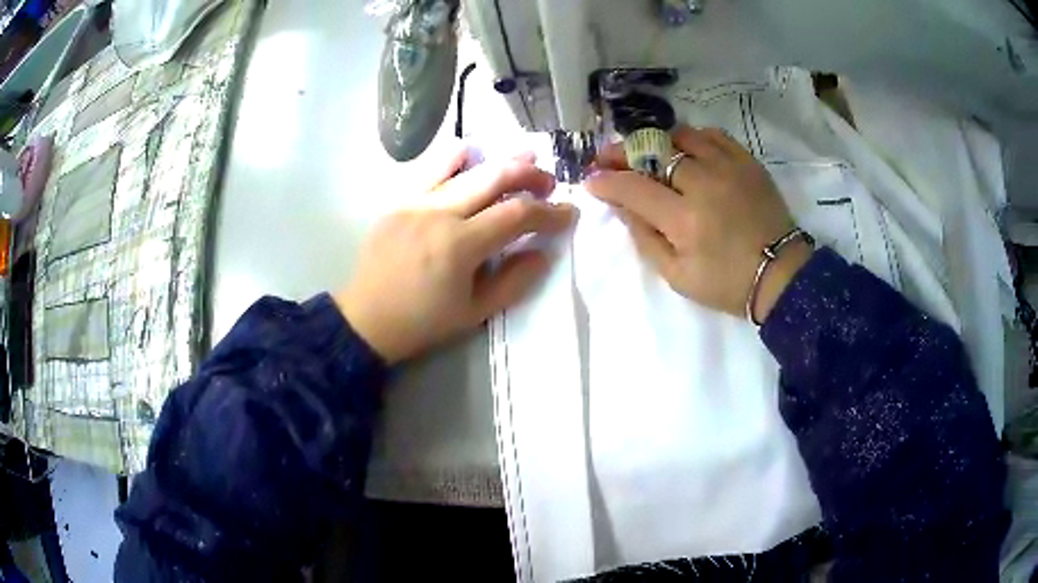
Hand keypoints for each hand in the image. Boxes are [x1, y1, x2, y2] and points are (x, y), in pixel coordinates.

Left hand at [336, 149, 574, 363]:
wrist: (366, 319)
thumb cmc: (423, 322)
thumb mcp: (475, 313)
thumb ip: (514, 281)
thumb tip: (543, 252)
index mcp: (460, 245)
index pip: (517, 215)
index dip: (549, 212)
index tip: (569, 213)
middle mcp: (439, 213)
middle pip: (494, 177)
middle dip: (530, 175)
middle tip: (549, 183)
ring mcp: (415, 202)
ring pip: (465, 166)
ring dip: (499, 160)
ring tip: (523, 158)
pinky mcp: (398, 200)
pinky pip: (430, 169)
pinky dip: (455, 157)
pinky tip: (471, 154)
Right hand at [584, 126, 810, 321]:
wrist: (780, 274)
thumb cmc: (727, 283)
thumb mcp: (678, 277)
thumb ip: (646, 240)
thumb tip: (624, 207)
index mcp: (685, 220)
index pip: (633, 188)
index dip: (606, 181)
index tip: (591, 180)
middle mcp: (703, 184)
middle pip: (652, 152)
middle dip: (622, 153)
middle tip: (607, 157)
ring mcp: (728, 167)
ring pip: (680, 136)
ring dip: (657, 142)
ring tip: (648, 153)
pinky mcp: (747, 161)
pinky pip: (712, 135)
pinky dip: (692, 138)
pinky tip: (687, 150)